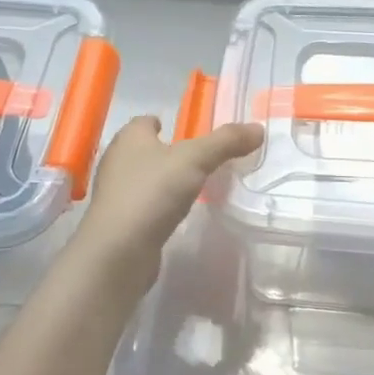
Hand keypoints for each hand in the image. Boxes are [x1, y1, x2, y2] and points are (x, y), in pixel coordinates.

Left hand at [69, 115, 263, 289]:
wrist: (118, 253)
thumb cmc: (152, 192)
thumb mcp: (196, 160)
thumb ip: (226, 142)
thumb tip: (259, 128)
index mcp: (130, 137)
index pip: (145, 121)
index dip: (163, 122)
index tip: (187, 131)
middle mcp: (117, 161)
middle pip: (145, 149)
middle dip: (168, 152)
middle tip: (200, 158)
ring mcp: (115, 194)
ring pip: (144, 178)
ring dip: (164, 180)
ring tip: (193, 186)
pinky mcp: (119, 223)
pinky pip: (143, 205)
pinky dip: (159, 206)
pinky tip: (177, 213)